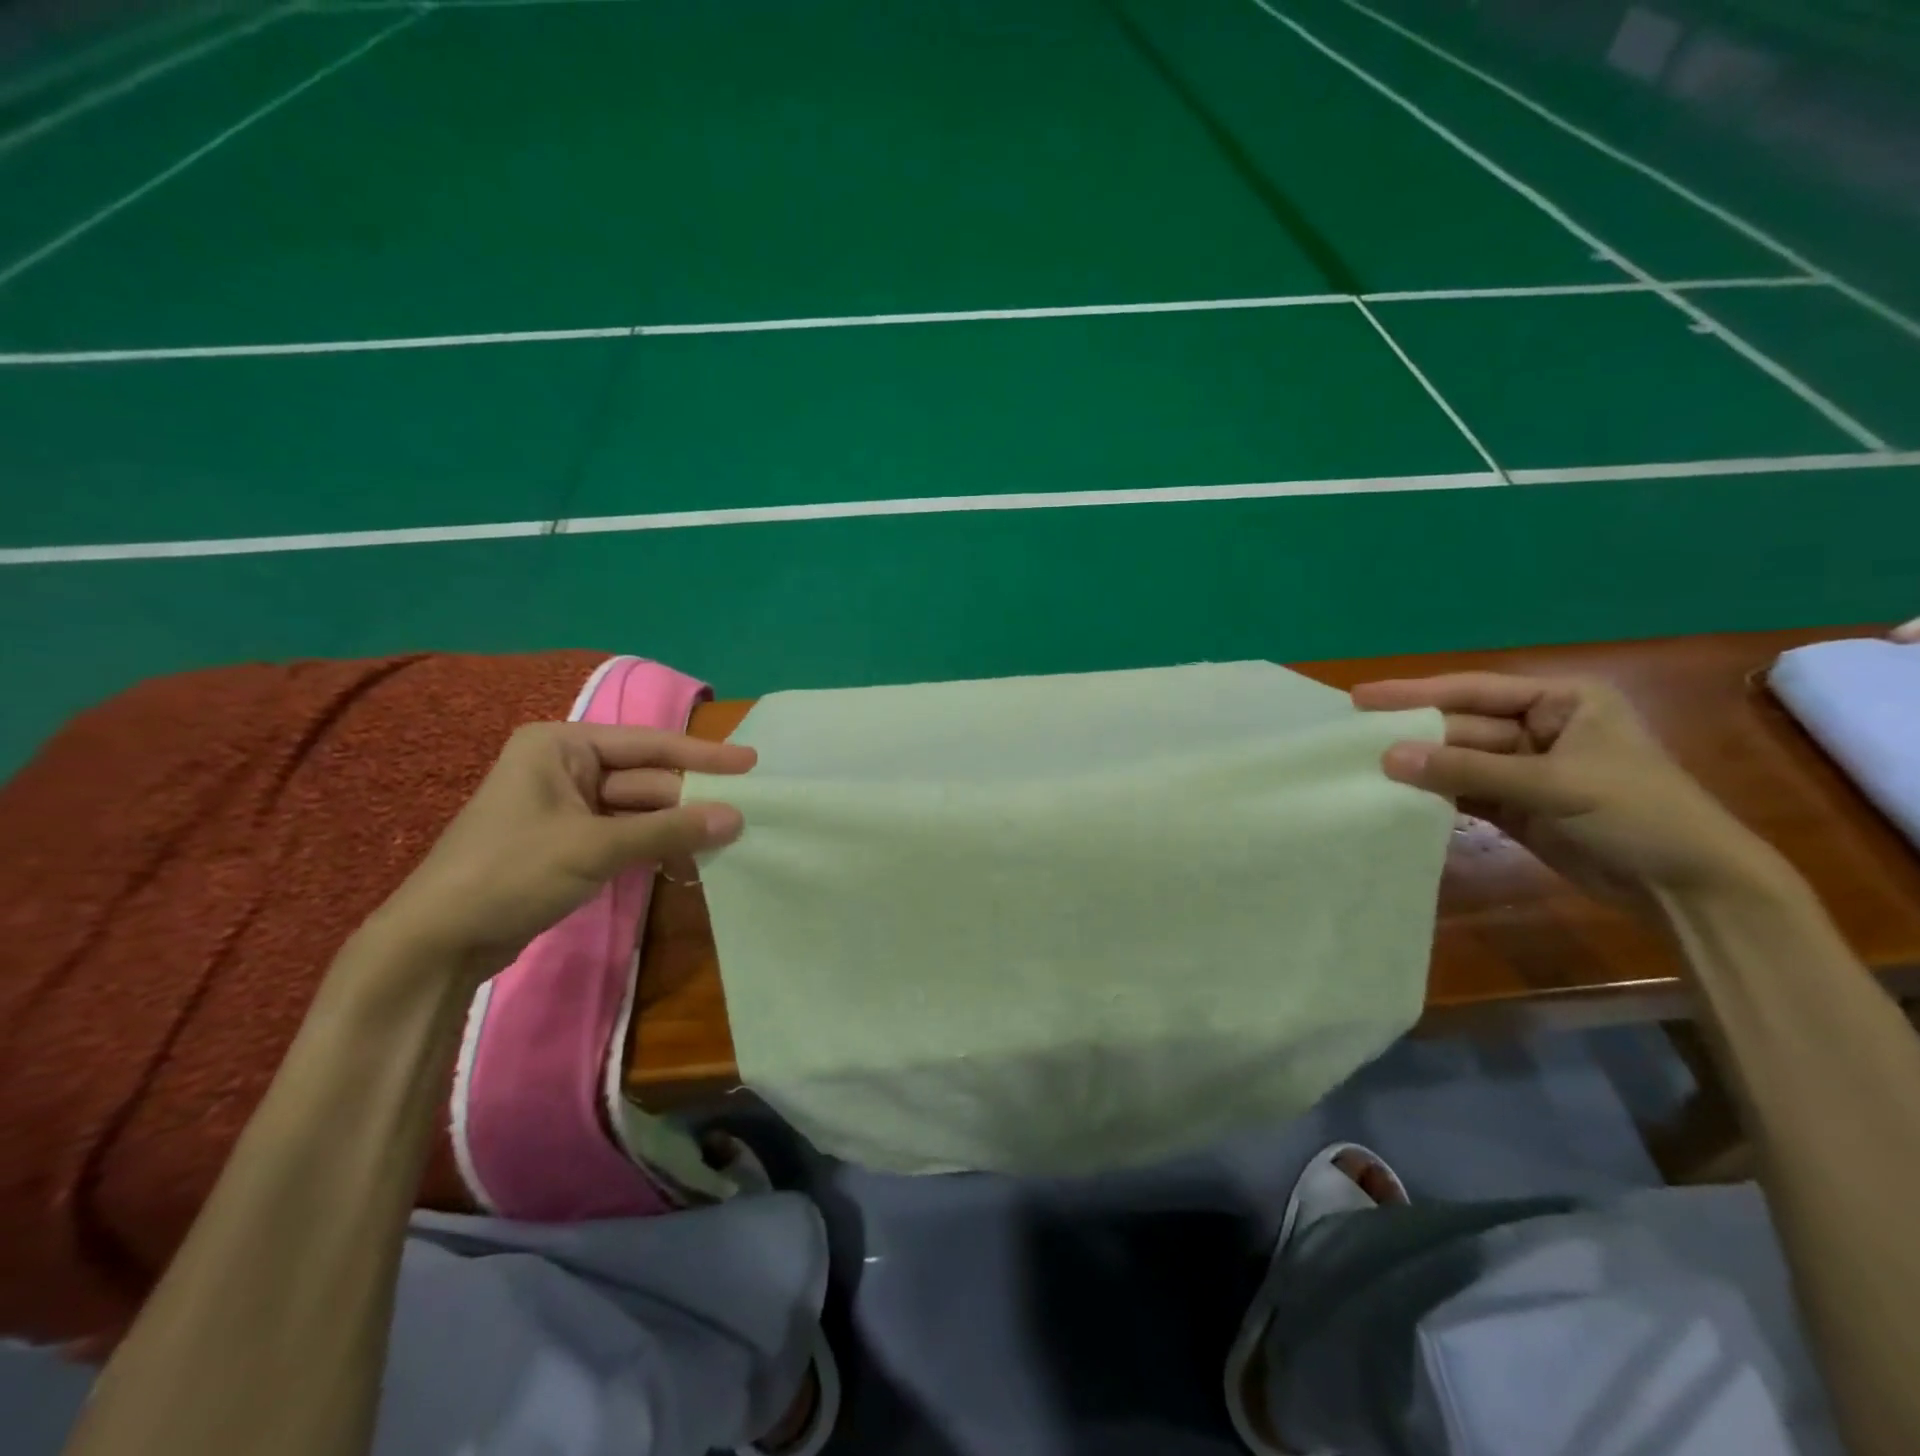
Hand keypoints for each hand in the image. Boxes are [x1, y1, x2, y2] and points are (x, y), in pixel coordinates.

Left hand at [368, 722, 754, 982]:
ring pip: (639, 810)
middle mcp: (565, 767)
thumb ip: (669, 831)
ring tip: (729, 839)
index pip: (647, 744)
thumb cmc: (510, 872)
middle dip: (691, 799)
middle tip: (748, 811)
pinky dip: (656, 846)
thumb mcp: (595, 847)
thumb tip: (737, 819)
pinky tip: (690, 860)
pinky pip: (626, 834)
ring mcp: (567, 807)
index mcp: (561, 746)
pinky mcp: (570, 843)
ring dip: (677, 827)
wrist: (437, 942)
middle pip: (646, 778)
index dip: (702, 755)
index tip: (751, 762)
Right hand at [1353, 673, 1781, 907]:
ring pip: (1457, 760)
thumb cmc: (1638, 814)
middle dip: (1412, 734)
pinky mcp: (1515, 806)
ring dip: (1417, 766)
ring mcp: (1525, 769)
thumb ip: (1468, 770)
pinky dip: (1432, 795)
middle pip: (1461, 726)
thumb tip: (1387, 758)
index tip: (1361, 697)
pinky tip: (1394, 794)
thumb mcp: (1554, 785)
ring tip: (1360, 766)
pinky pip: (1462, 791)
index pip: (1475, 690)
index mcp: (1562, 701)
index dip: (1416, 693)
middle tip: (1351, 738)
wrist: (1690, 888)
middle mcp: (1539, 728)